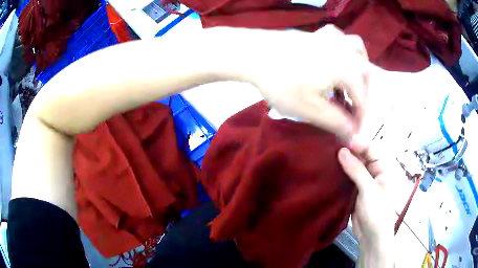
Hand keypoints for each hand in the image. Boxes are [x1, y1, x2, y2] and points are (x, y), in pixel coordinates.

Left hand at [249, 25, 370, 141]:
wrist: (254, 54)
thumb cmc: (284, 83)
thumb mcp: (312, 110)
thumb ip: (337, 123)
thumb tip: (353, 134)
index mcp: (349, 70)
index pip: (361, 101)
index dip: (358, 119)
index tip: (351, 133)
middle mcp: (346, 51)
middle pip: (365, 75)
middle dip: (362, 95)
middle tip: (352, 111)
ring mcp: (331, 38)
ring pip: (357, 51)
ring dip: (359, 70)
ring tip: (350, 84)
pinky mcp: (317, 33)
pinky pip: (340, 39)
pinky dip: (344, 51)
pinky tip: (337, 58)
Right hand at [338, 143, 395, 266]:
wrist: (371, 237)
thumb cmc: (376, 212)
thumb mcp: (368, 190)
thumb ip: (356, 170)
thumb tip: (341, 151)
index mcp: (385, 169)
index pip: (373, 150)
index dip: (359, 144)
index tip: (343, 142)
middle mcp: (377, 172)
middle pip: (363, 157)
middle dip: (350, 152)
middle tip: (333, 148)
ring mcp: (366, 182)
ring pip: (355, 167)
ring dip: (344, 163)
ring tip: (329, 157)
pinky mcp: (357, 191)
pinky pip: (350, 178)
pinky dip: (342, 174)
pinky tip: (332, 170)